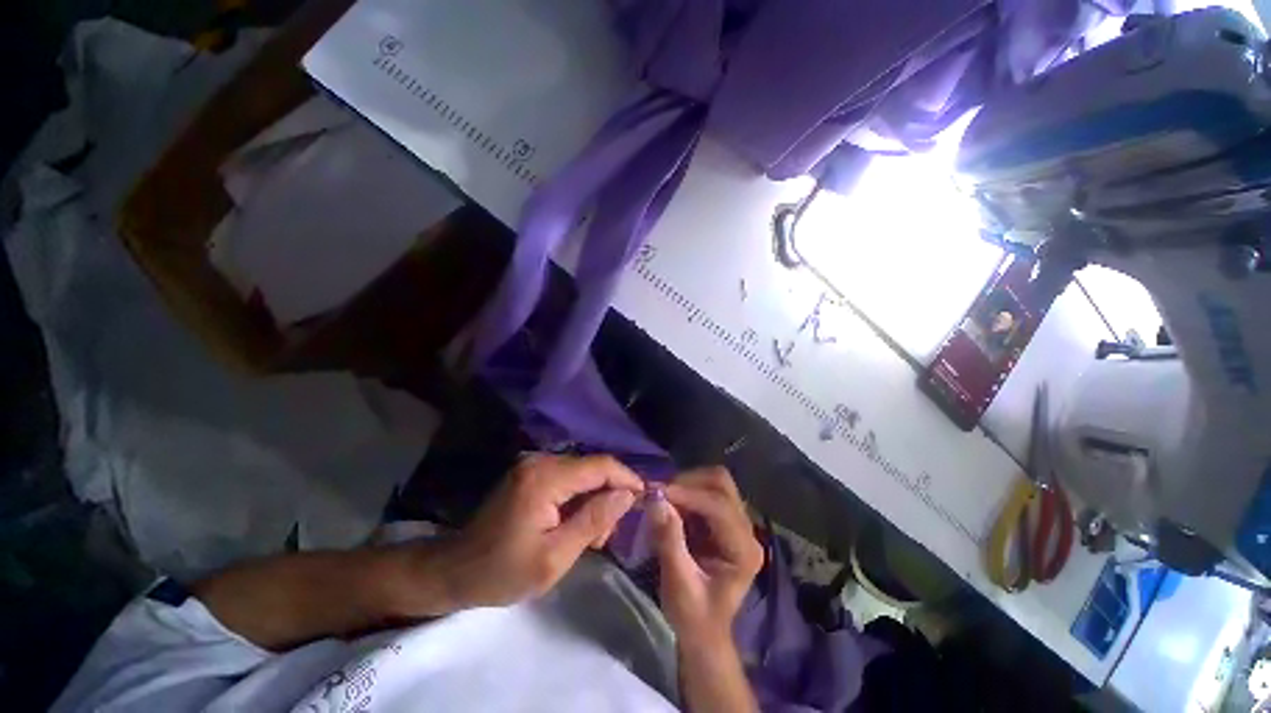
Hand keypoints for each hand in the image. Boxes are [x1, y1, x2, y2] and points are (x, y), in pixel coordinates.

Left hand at [431, 453, 642, 611]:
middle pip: (593, 467)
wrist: (456, 570)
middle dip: (609, 495)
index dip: (627, 478)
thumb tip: (627, 494)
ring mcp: (534, 465)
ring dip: (595, 499)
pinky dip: (579, 498)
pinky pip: (568, 478)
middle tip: (608, 534)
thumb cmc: (504, 571)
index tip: (644, 497)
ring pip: (583, 473)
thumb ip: (593, 521)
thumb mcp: (555, 557)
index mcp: (546, 479)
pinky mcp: (532, 473)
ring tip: (591, 536)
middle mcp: (541, 462)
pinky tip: (576, 524)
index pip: (600, 466)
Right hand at [650, 467, 763, 646]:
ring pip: (714, 483)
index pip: (719, 506)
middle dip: (689, 482)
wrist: (703, 633)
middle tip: (660, 493)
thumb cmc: (693, 616)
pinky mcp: (723, 520)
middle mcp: (746, 530)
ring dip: (686, 485)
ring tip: (663, 499)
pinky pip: (705, 491)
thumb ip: (669, 541)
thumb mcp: (678, 585)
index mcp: (744, 550)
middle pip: (722, 484)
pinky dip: (686, 492)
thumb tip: (656, 499)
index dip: (688, 494)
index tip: (656, 492)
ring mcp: (736, 522)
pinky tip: (670, 505)